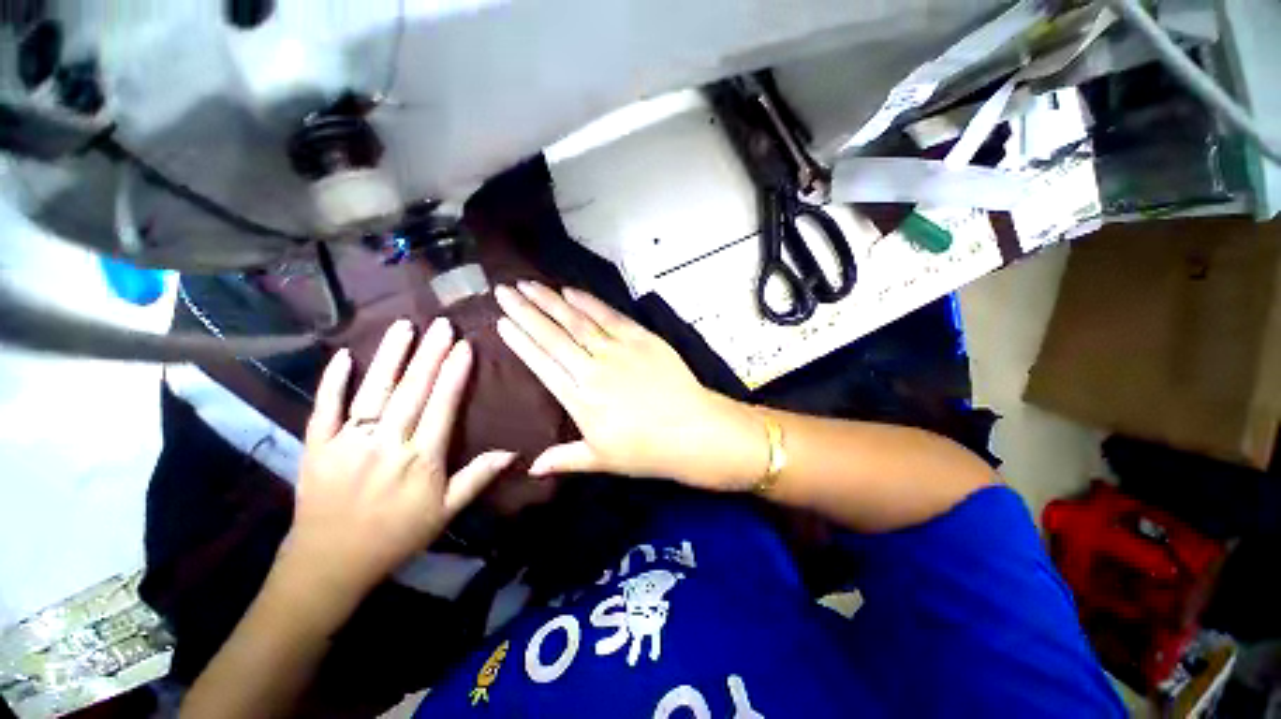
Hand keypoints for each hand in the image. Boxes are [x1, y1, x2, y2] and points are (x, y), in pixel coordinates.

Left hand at [280, 318, 515, 608]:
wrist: (330, 563)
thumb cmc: (397, 535)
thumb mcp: (446, 511)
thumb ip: (478, 477)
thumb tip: (514, 452)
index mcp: (421, 459)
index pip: (442, 406)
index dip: (455, 374)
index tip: (464, 346)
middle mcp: (386, 444)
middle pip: (412, 391)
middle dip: (430, 355)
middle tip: (442, 325)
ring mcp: (348, 443)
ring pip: (373, 392)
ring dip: (390, 357)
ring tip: (404, 326)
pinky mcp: (317, 447)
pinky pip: (324, 409)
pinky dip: (332, 382)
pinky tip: (343, 356)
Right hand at [494, 281, 765, 488]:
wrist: (692, 430)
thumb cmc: (646, 450)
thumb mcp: (601, 460)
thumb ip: (563, 459)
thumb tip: (530, 469)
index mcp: (579, 399)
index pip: (542, 364)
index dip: (520, 342)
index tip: (501, 323)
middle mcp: (592, 370)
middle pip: (553, 335)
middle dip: (525, 311)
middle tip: (504, 291)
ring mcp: (618, 350)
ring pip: (577, 320)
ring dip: (550, 301)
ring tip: (529, 285)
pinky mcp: (641, 338)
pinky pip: (609, 316)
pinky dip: (588, 302)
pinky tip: (570, 291)